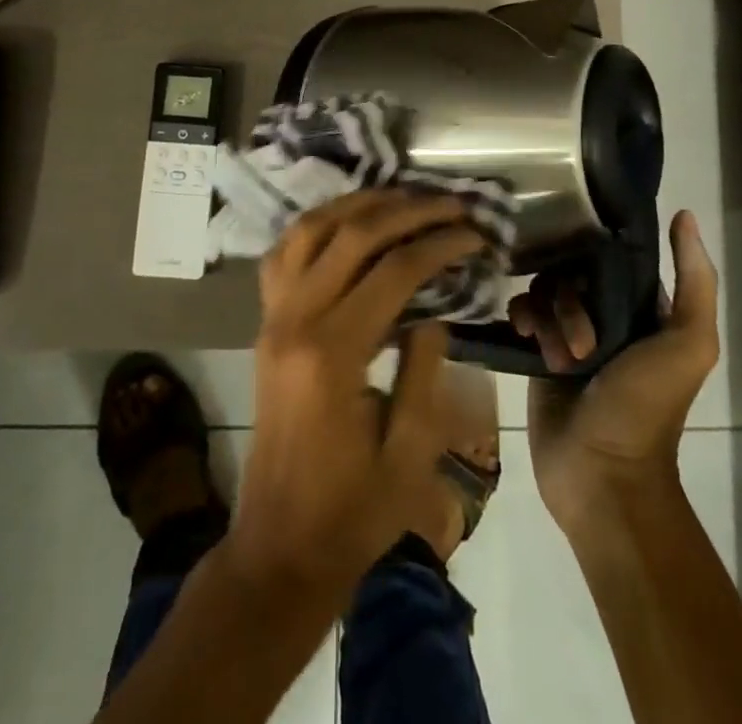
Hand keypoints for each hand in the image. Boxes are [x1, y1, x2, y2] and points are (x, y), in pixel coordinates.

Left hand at [229, 190, 482, 591]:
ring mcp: (272, 317)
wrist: (280, 545)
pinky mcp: (264, 323)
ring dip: (358, 205)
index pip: (393, 271)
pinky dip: (316, 225)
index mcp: (332, 353)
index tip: (476, 234)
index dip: (440, 244)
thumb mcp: (410, 452)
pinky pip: (283, 254)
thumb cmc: (353, 511)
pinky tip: (347, 222)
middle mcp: (294, 320)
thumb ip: (424, 370)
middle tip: (451, 203)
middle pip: (352, 236)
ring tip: (403, 196)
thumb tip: (432, 309)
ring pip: (310, 230)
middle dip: (408, 210)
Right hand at [510, 210, 719, 531]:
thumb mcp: (687, 344)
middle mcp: (606, 316)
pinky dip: (522, 319)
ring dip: (548, 315)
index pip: (614, 257)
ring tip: (556, 354)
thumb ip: (695, 282)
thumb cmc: (647, 408)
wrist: (601, 476)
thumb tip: (685, 215)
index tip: (582, 252)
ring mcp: (569, 335)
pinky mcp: (538, 353)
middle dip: (570, 297)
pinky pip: (523, 313)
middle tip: (581, 339)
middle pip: (573, 272)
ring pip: (545, 290)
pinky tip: (526, 337)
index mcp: (644, 310)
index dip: (599, 250)